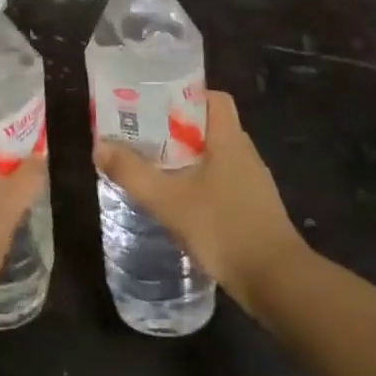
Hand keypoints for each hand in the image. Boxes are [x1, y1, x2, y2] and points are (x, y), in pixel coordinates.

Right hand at [95, 90, 304, 305]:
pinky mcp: (252, 208)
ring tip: (151, 166)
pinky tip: (176, 201)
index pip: (213, 98)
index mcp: (230, 140)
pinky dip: (197, 183)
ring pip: (213, 156)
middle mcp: (245, 154)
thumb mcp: (169, 200)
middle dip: (174, 128)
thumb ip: (132, 173)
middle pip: (209, 126)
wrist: (276, 281)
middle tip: (141, 135)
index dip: (184, 95)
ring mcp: (252, 183)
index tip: (153, 103)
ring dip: (184, 158)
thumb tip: (99, 146)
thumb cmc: (223, 228)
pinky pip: (220, 181)